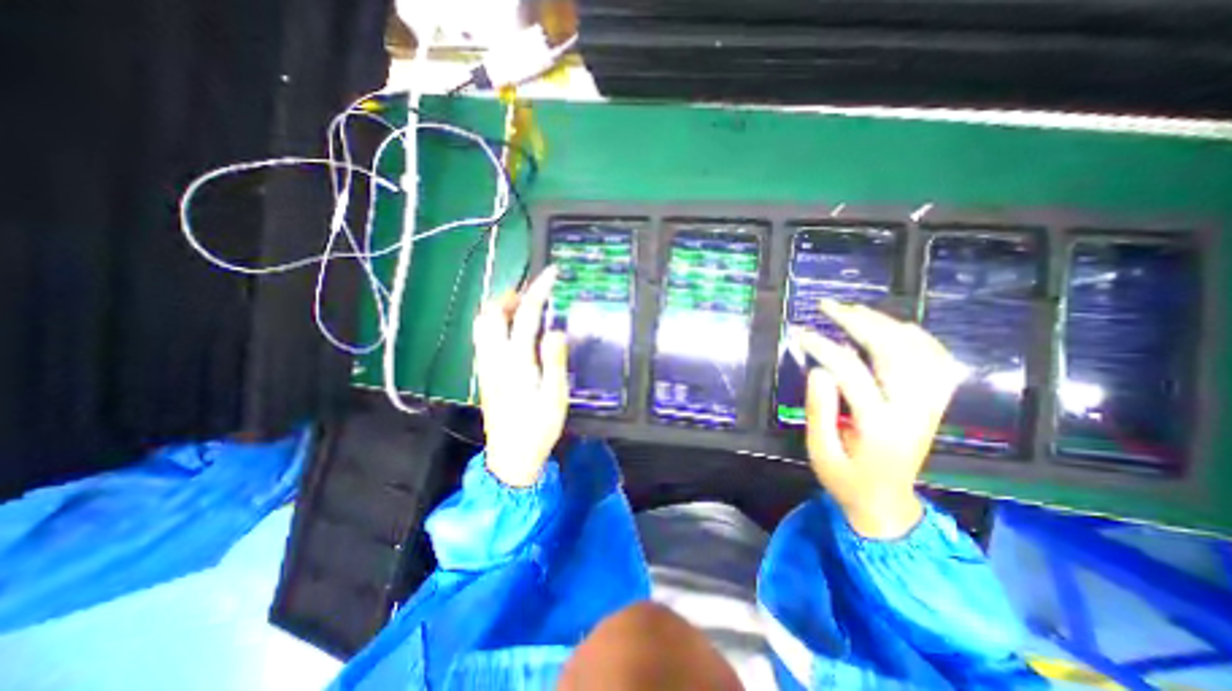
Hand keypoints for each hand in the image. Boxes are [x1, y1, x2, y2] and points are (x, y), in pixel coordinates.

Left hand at [473, 264, 572, 485]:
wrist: (511, 457)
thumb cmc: (538, 428)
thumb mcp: (555, 396)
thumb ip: (554, 361)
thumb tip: (556, 330)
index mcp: (516, 361)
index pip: (526, 315)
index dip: (539, 290)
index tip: (551, 273)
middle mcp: (494, 357)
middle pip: (491, 313)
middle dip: (511, 296)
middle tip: (533, 295)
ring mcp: (486, 365)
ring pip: (482, 324)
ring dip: (500, 308)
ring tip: (522, 308)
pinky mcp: (484, 373)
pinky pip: (483, 337)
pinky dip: (495, 323)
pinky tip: (512, 331)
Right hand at [794, 298, 967, 535]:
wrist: (888, 503)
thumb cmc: (846, 479)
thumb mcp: (820, 452)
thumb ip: (820, 411)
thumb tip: (819, 370)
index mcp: (880, 426)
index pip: (852, 373)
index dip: (823, 347)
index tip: (800, 333)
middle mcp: (913, 410)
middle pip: (893, 351)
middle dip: (858, 322)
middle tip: (828, 307)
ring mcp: (929, 405)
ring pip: (918, 350)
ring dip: (885, 323)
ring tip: (853, 310)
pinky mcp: (934, 404)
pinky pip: (938, 361)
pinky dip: (918, 338)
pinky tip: (895, 327)